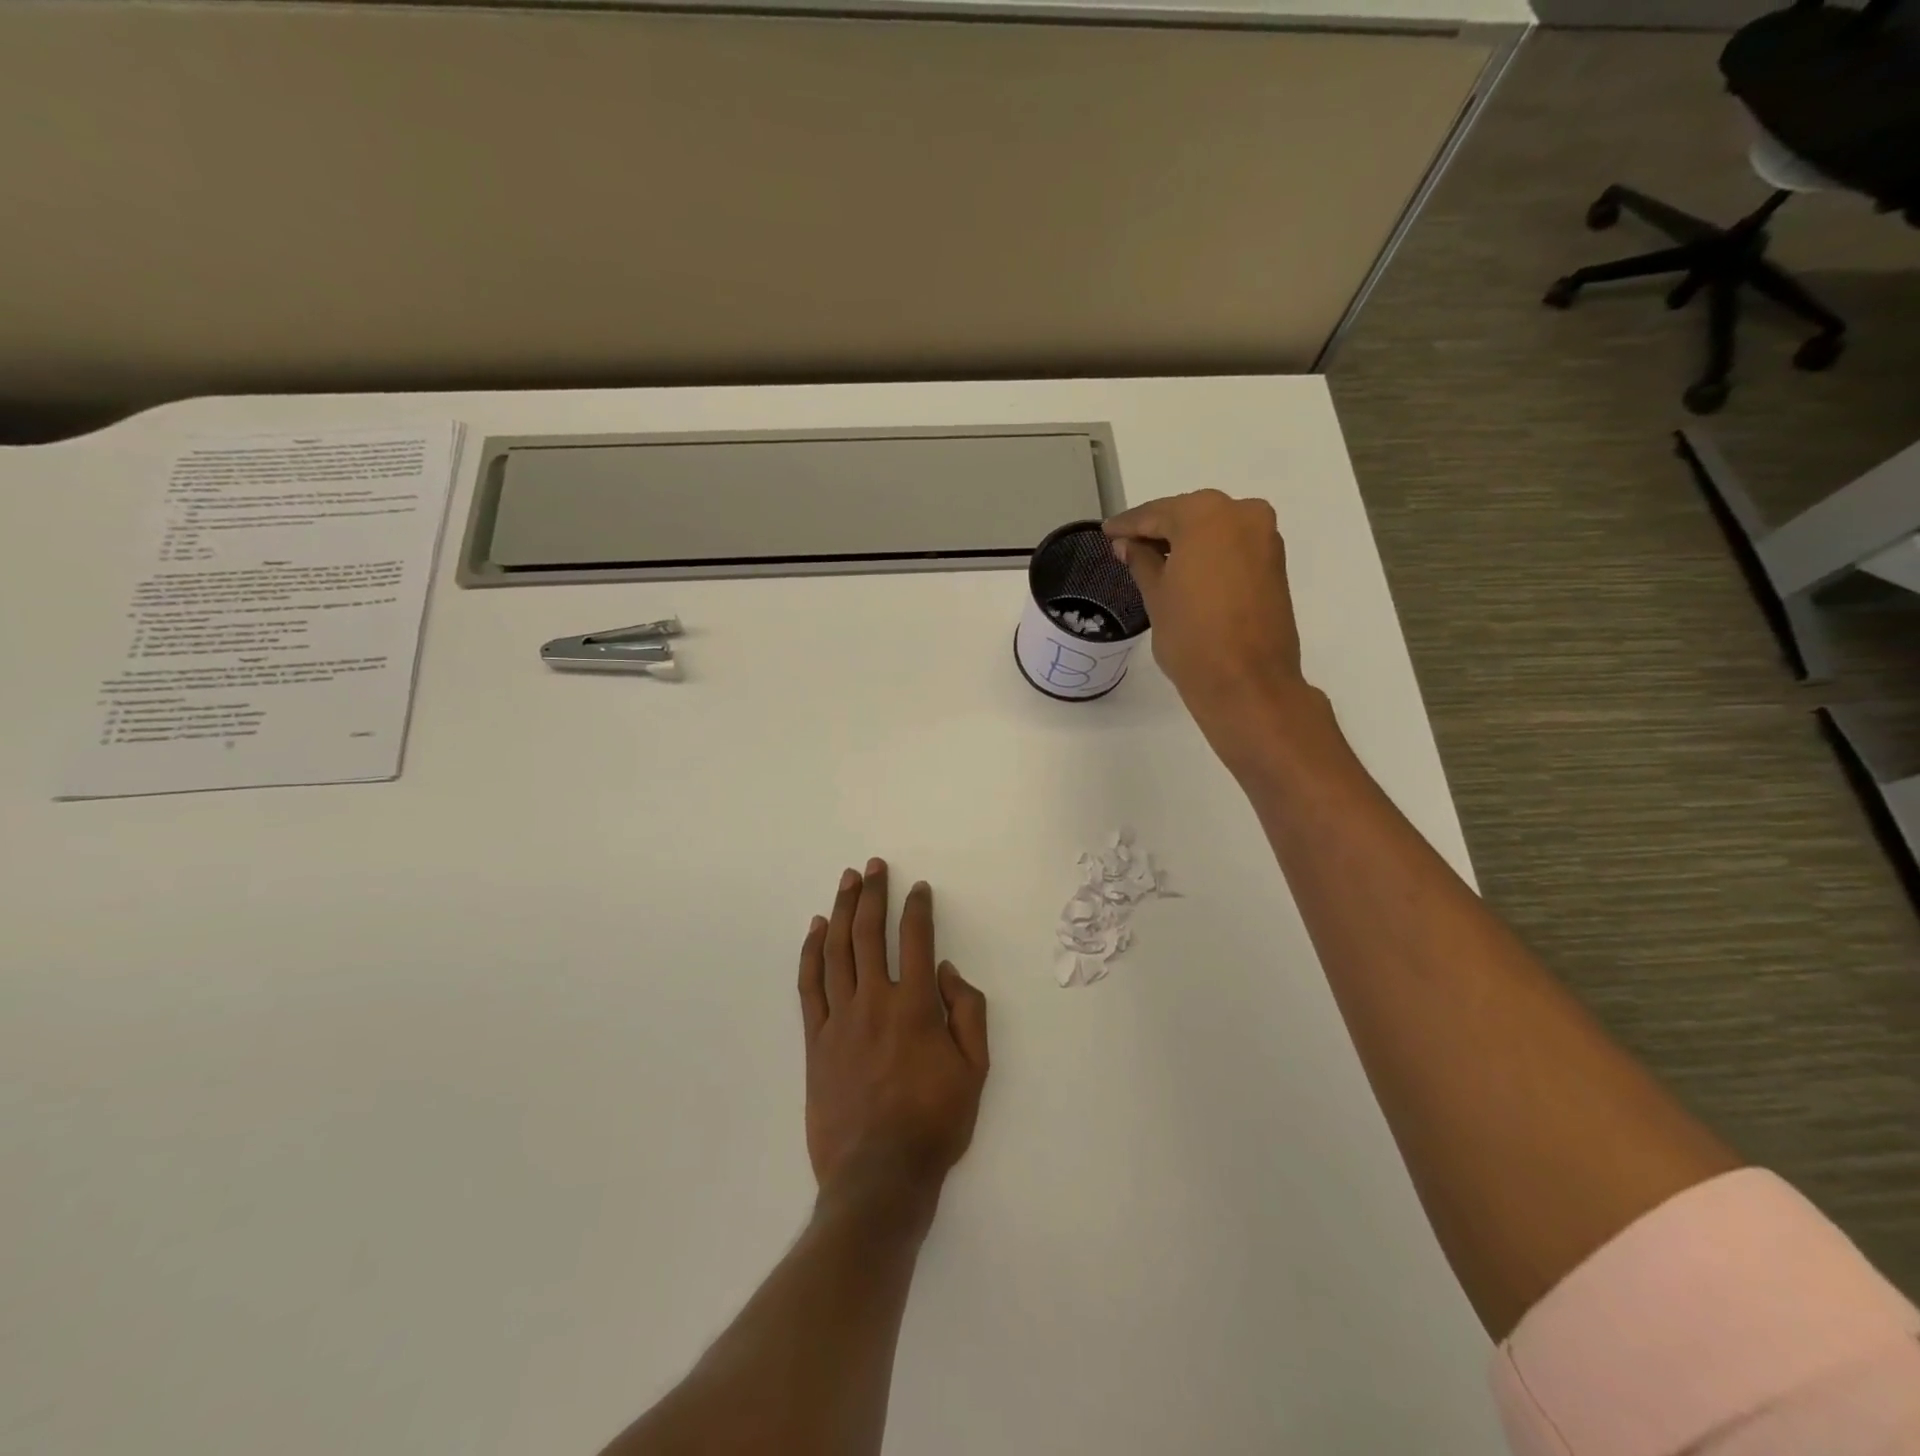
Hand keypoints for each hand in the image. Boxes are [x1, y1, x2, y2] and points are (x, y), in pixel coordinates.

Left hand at [797, 860, 988, 1230]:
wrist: (879, 1175)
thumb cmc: (935, 1123)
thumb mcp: (975, 1071)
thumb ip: (968, 1013)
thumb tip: (948, 971)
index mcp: (916, 1006)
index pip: (916, 939)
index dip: (917, 908)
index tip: (918, 888)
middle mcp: (875, 1001)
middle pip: (870, 933)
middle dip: (874, 894)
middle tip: (874, 866)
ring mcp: (840, 1019)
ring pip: (838, 951)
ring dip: (843, 911)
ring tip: (847, 882)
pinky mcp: (815, 1040)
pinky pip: (810, 985)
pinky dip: (811, 952)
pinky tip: (816, 929)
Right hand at [1104, 490, 1311, 754]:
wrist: (1246, 682)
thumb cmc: (1191, 636)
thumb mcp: (1156, 596)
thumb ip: (1141, 561)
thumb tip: (1128, 544)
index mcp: (1206, 515)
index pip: (1156, 514)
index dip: (1128, 525)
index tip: (1107, 531)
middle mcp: (1242, 514)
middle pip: (1189, 515)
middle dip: (1158, 529)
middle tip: (1127, 545)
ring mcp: (1264, 538)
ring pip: (1213, 530)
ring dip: (1185, 541)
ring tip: (1152, 559)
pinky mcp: (1275, 563)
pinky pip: (1232, 546)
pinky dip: (1208, 554)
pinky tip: (1185, 570)